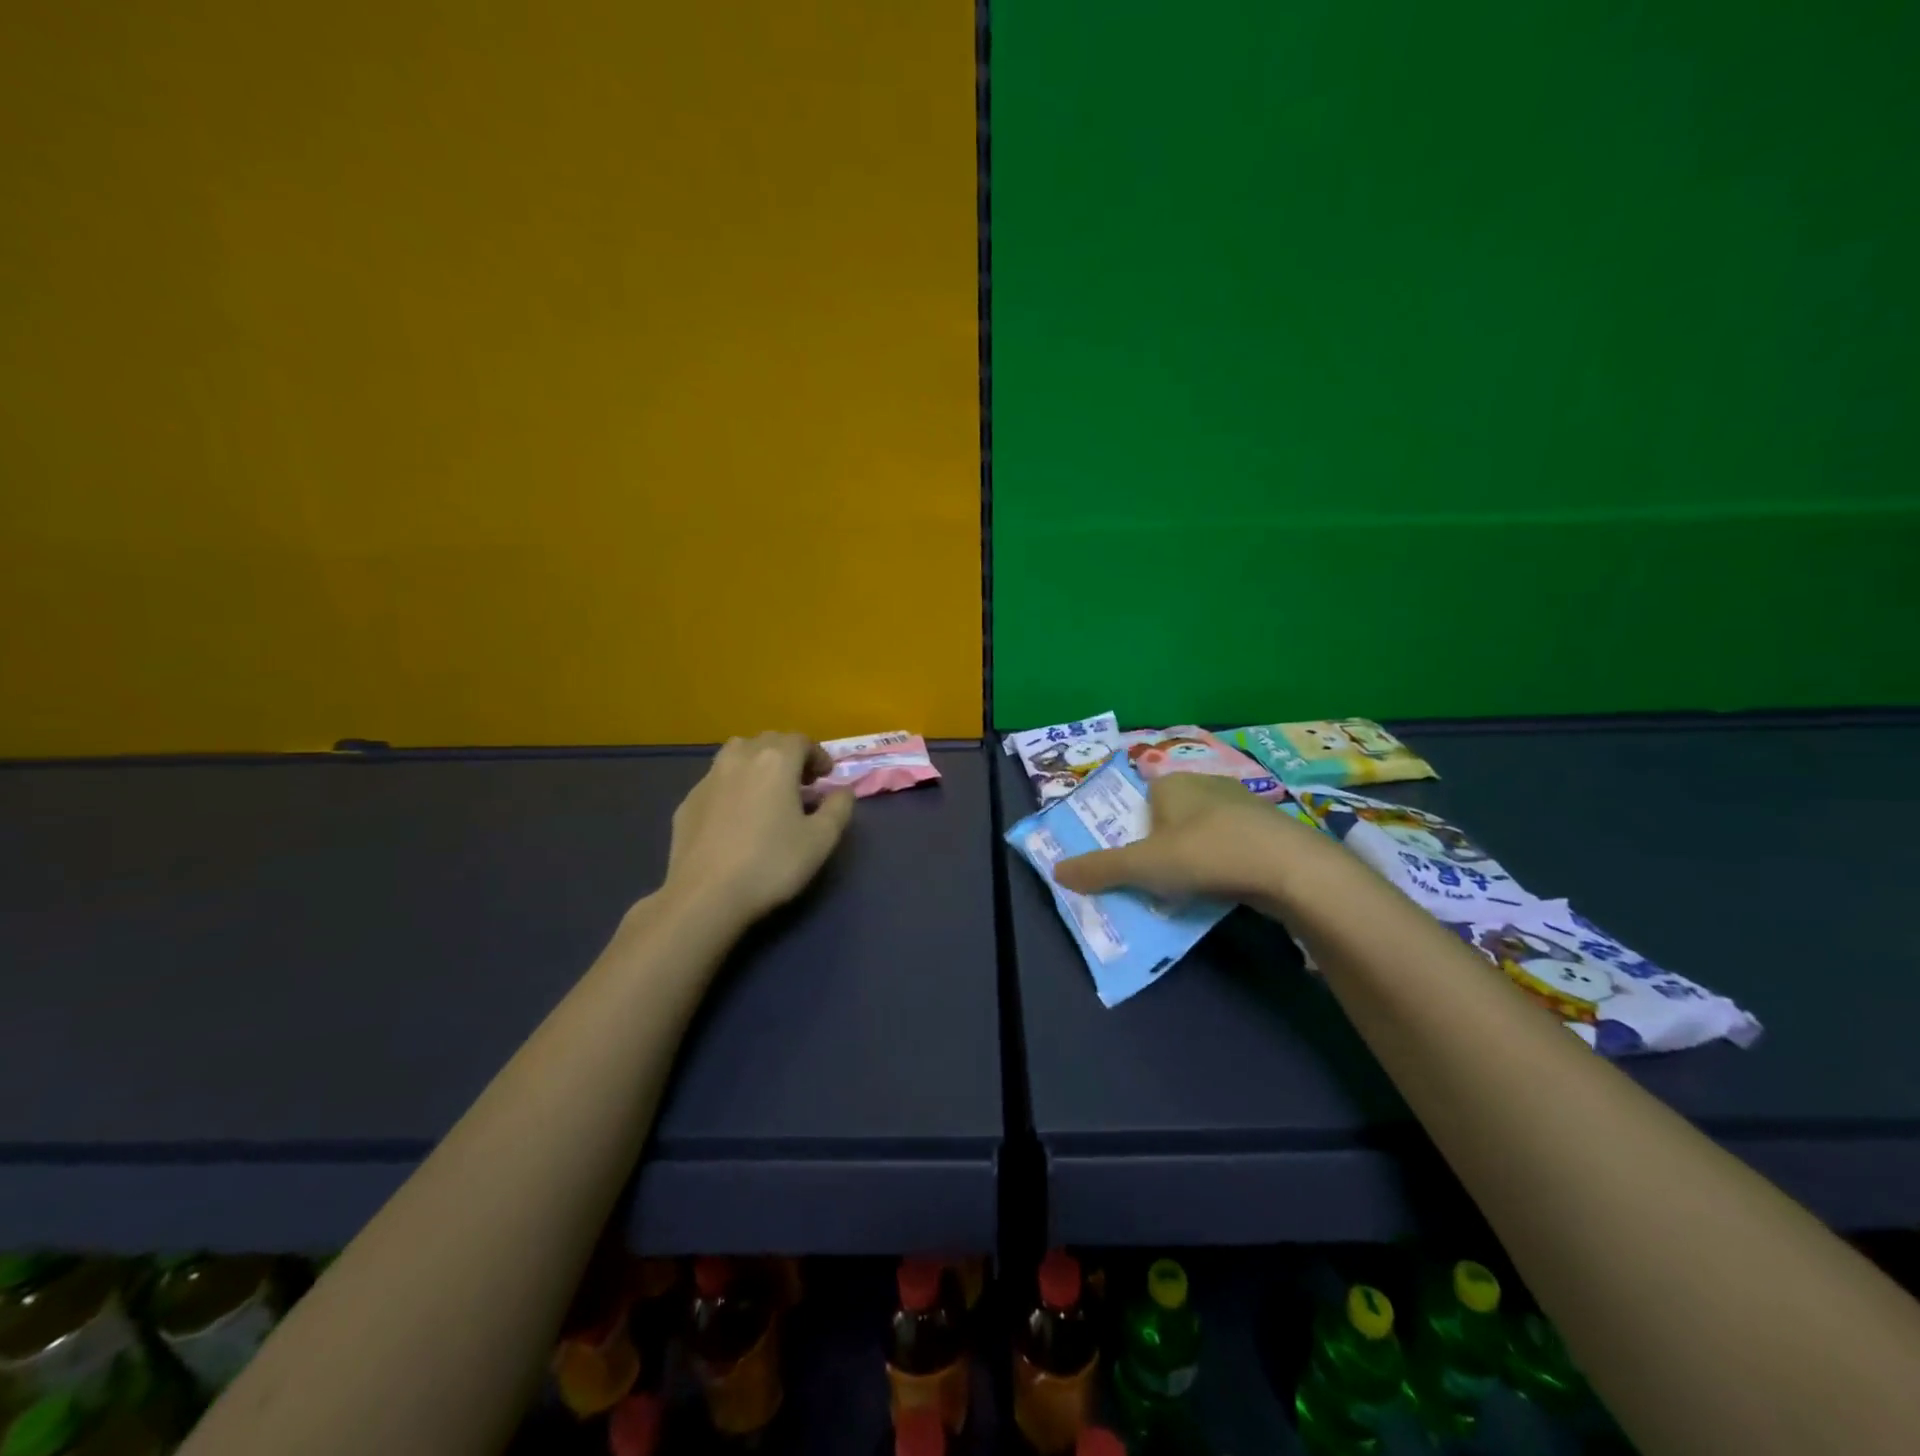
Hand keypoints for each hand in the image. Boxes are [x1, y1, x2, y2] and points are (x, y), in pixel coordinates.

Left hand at [662, 733, 854, 926]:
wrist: (705, 895)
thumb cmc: (771, 863)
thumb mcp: (821, 839)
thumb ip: (839, 808)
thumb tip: (842, 791)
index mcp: (775, 761)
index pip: (800, 740)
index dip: (817, 755)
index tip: (826, 777)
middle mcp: (740, 759)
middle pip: (768, 741)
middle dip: (788, 755)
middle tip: (801, 783)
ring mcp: (709, 779)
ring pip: (737, 754)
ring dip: (758, 764)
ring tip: (768, 792)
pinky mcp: (688, 802)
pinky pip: (717, 781)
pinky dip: (734, 786)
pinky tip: (738, 816)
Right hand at [1052, 772, 1314, 905]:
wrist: (1289, 867)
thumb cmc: (1205, 854)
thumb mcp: (1143, 866)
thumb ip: (1100, 869)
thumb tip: (1056, 871)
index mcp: (1171, 782)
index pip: (1142, 797)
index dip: (1135, 827)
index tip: (1135, 859)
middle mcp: (1205, 783)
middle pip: (1172, 813)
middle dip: (1164, 841)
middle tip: (1158, 877)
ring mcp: (1242, 803)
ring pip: (1205, 827)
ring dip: (1196, 852)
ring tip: (1191, 886)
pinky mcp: (1269, 827)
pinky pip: (1234, 841)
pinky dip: (1225, 859)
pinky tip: (1226, 883)